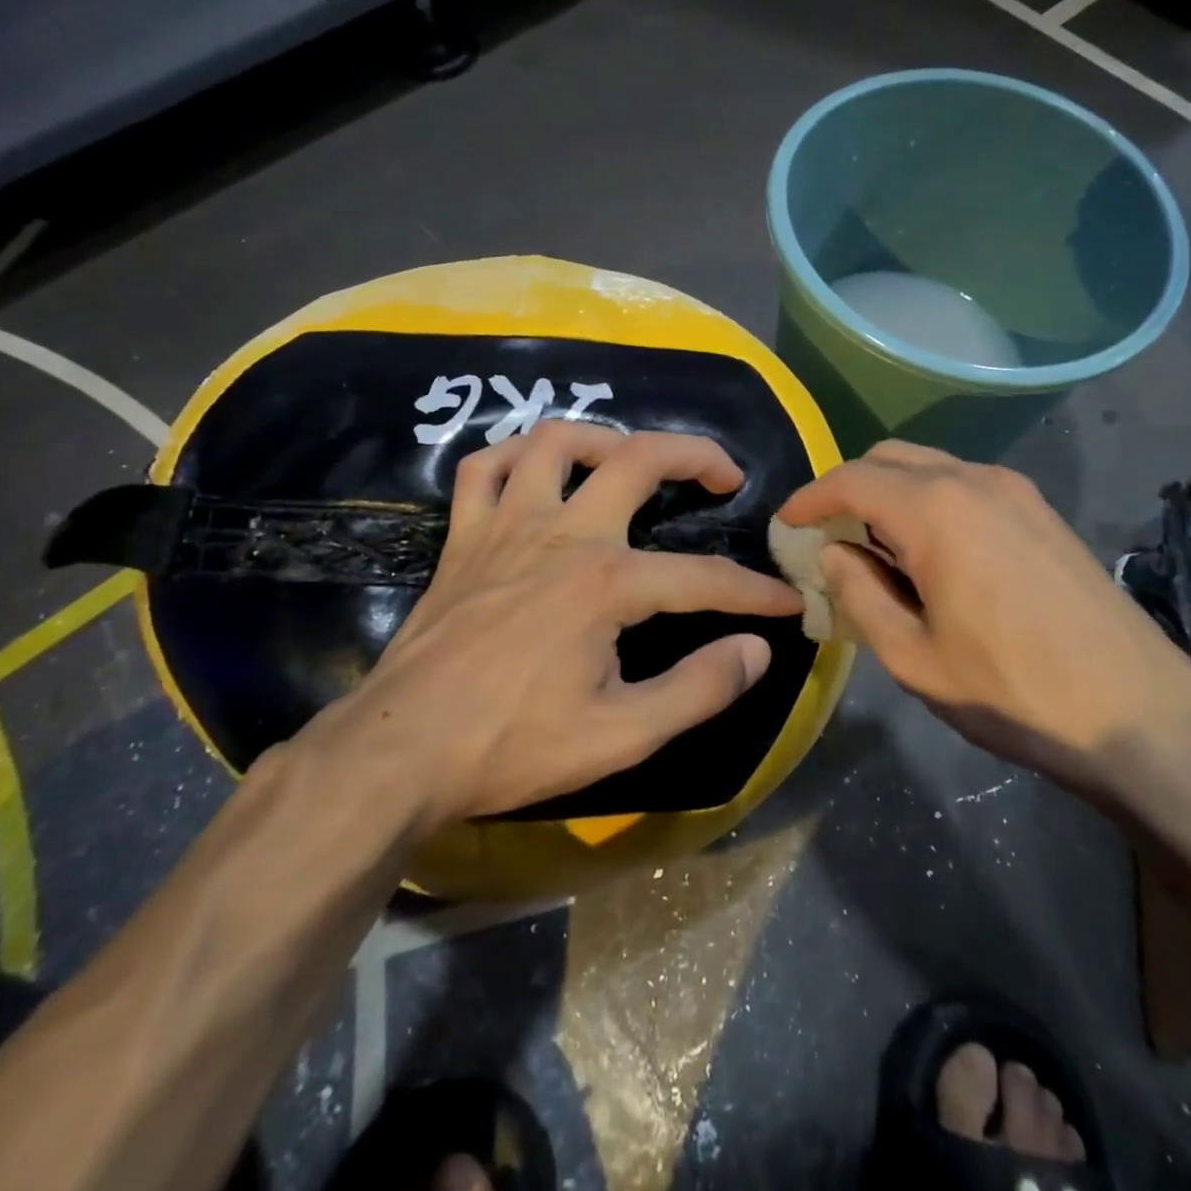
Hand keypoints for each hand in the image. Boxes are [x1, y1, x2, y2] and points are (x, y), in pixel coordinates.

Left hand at [321, 422, 801, 823]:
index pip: (703, 577)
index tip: (788, 603)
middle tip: (726, 476)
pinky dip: (514, 454)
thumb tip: (756, 650)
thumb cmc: (513, 746)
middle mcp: (563, 534)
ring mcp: (507, 526)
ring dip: (605, 437)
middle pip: (638, 460)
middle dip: (696, 456)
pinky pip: (484, 468)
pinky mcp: (464, 538)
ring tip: (632, 459)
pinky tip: (537, 468)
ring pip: (556, 441)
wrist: (402, 752)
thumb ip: (699, 689)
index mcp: (606, 583)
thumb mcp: (621, 735)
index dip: (754, 591)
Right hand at [777, 442, 1190, 801]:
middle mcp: (974, 480)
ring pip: (930, 466)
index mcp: (935, 511)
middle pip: (889, 458)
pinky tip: (931, 551)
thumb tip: (834, 553)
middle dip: (848, 487)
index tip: (786, 523)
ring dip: (890, 492)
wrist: (1139, 714)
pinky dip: (930, 500)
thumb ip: (860, 595)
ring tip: (875, 547)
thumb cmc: (1013, 691)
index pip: (851, 480)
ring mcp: (1016, 490)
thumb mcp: (914, 657)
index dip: (810, 497)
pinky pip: (966, 484)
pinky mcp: (1041, 511)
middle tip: (827, 534)